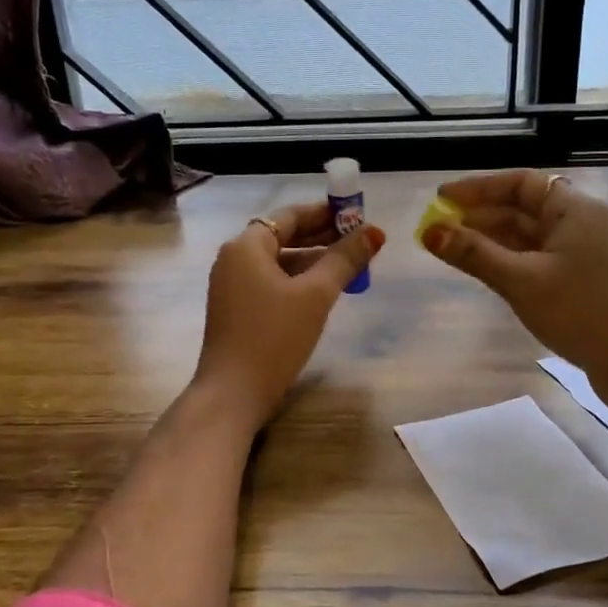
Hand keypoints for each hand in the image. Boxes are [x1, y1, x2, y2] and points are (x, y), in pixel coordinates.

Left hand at [193, 201, 385, 432]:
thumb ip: (345, 260)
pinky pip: (272, 283)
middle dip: (322, 237)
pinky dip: (298, 281)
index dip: (325, 213)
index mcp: (247, 246)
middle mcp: (234, 259)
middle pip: (283, 236)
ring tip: (350, 266)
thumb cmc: (274, 337)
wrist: (233, 393)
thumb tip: (375, 232)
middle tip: (360, 240)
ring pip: (279, 262)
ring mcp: (232, 286)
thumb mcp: (316, 295)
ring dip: (313, 261)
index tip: (356, 216)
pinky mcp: (237, 311)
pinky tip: (324, 292)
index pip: (289, 215)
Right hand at [422, 170, 607, 421]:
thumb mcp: (521, 281)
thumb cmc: (580, 312)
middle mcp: (579, 222)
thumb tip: (429, 231)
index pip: (519, 183)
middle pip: (522, 207)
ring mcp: (581, 252)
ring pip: (528, 235)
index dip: (478, 188)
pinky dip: (508, 259)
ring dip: (490, 239)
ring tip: (451, 248)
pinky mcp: (579, 279)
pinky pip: (536, 257)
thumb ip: (474, 254)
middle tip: (437, 229)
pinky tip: (482, 269)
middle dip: (479, 215)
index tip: (441, 200)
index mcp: (573, 209)